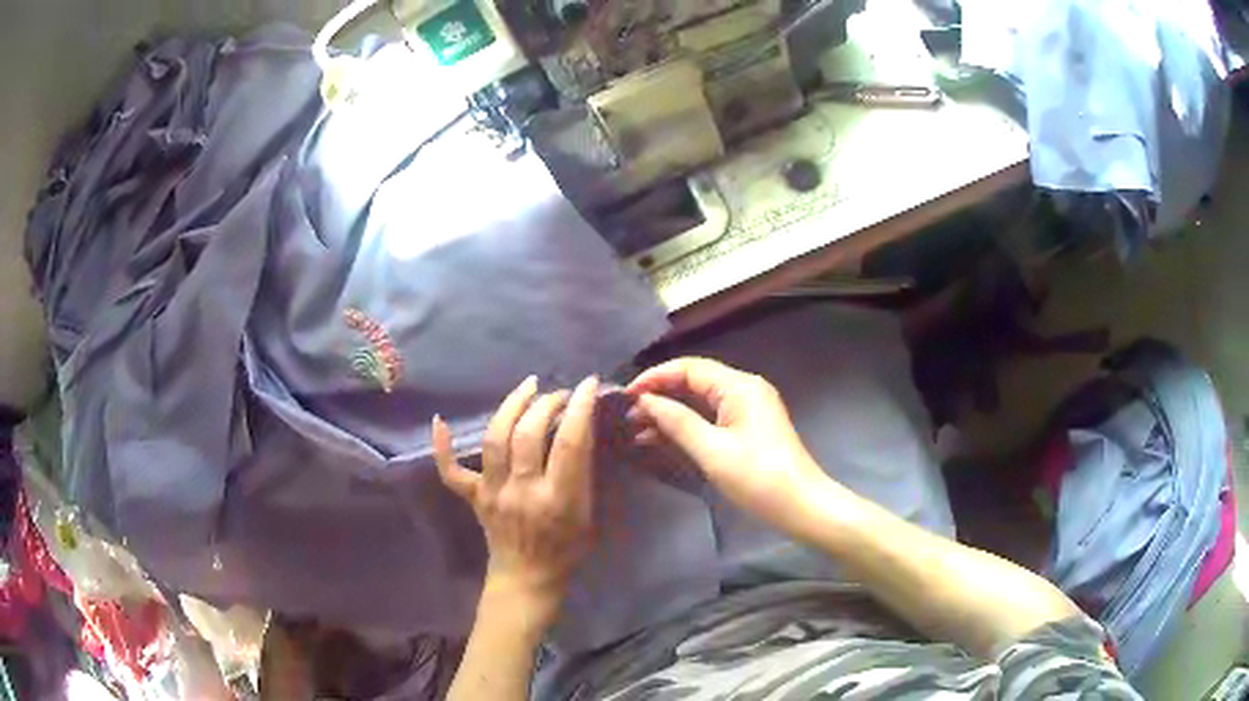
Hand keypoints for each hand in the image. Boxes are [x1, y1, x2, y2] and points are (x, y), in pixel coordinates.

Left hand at [434, 375, 599, 620]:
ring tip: (528, 386)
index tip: (587, 383)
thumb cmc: (565, 550)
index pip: (569, 444)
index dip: (578, 408)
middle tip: (559, 393)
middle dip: (546, 403)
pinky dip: (442, 446)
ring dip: (511, 405)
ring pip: (494, 439)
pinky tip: (439, 421)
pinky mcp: (473, 497)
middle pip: (528, 434)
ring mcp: (492, 493)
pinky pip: (450, 471)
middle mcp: (522, 491)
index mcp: (558, 500)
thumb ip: (583, 475)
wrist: (527, 579)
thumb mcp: (587, 516)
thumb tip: (581, 429)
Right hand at [627, 358, 827, 532]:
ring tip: (636, 428)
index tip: (626, 395)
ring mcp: (747, 410)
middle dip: (661, 395)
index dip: (656, 377)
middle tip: (627, 414)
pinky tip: (658, 439)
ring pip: (700, 402)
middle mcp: (744, 390)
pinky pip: (710, 419)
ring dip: (670, 413)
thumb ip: (677, 422)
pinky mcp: (747, 429)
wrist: (802, 507)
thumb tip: (646, 401)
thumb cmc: (758, 478)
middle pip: (695, 382)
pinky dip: (686, 427)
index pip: (690, 368)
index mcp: (740, 386)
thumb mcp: (713, 451)